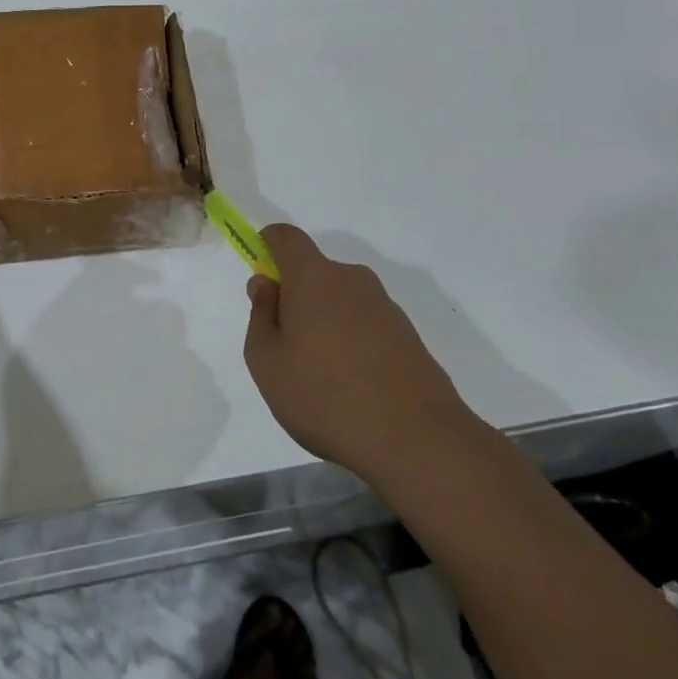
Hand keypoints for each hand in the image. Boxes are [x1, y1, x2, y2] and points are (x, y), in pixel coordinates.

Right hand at [243, 225, 469, 471]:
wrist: (417, 441)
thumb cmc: (324, 396)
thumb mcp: (267, 360)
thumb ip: (260, 314)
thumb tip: (266, 284)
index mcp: (314, 276)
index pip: (286, 237)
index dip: (268, 245)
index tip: (261, 275)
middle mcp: (352, 280)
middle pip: (315, 273)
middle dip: (296, 298)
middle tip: (286, 347)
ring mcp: (385, 307)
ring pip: (341, 302)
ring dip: (325, 324)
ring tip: (321, 379)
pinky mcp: (409, 337)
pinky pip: (366, 326)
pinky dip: (352, 344)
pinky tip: (352, 390)